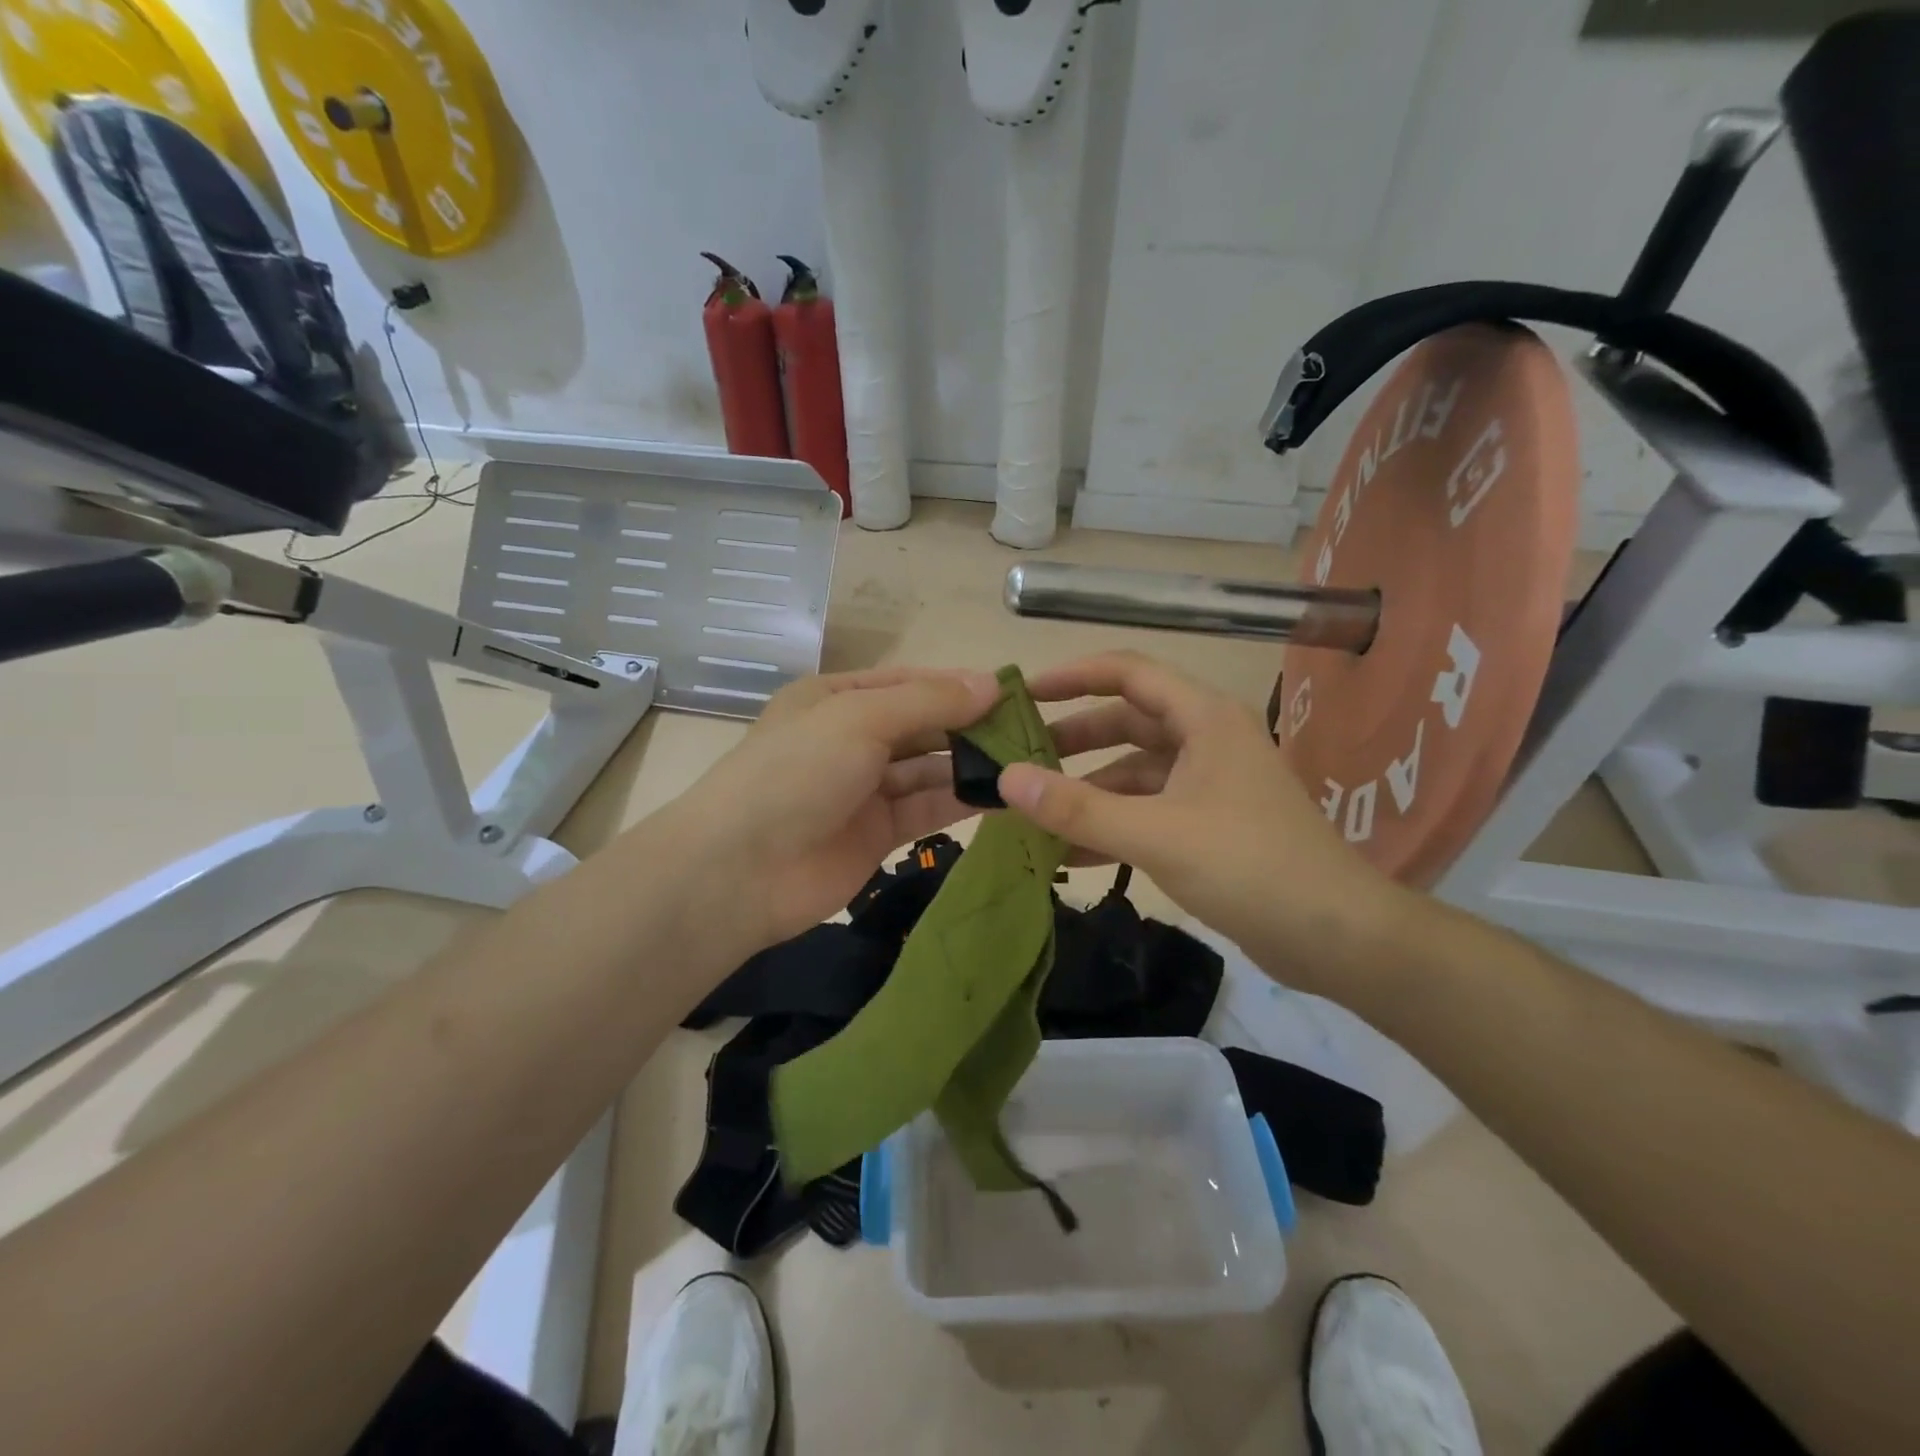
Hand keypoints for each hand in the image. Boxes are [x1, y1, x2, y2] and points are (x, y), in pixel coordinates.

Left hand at [664, 665, 1001, 954]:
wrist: (740, 872)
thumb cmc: (797, 774)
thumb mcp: (860, 719)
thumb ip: (929, 701)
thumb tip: (993, 683)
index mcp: (837, 698)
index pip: (910, 682)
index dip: (959, 685)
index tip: (1012, 693)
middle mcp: (852, 738)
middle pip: (923, 726)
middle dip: (971, 727)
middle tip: (1030, 732)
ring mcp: (865, 788)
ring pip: (929, 769)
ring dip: (971, 766)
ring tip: (1026, 764)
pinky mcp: (878, 833)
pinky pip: (926, 809)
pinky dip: (960, 802)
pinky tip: (1002, 797)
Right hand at [997, 651, 1406, 991]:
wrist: (1335, 936)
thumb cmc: (1248, 866)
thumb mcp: (1156, 834)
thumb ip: (1078, 807)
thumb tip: (1007, 780)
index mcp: (1204, 718)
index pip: (1129, 673)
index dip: (1074, 676)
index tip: (1024, 693)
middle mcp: (1207, 740)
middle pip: (1128, 722)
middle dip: (1074, 739)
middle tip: (1020, 756)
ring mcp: (1211, 783)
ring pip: (1135, 771)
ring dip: (1089, 789)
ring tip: (1035, 810)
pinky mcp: (1210, 823)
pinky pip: (1149, 809)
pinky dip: (1112, 823)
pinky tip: (1071, 852)